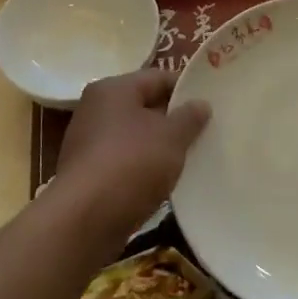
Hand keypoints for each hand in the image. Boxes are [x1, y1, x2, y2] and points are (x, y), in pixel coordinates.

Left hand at [54, 70, 210, 242]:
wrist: (85, 220)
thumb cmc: (131, 164)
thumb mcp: (171, 137)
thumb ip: (189, 117)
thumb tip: (201, 103)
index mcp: (113, 89)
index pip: (158, 77)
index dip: (187, 88)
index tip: (212, 103)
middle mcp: (95, 109)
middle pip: (144, 106)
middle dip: (174, 119)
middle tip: (206, 130)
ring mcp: (88, 142)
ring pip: (135, 136)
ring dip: (160, 146)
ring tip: (191, 157)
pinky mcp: (88, 174)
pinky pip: (124, 161)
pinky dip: (144, 168)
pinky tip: (165, 181)